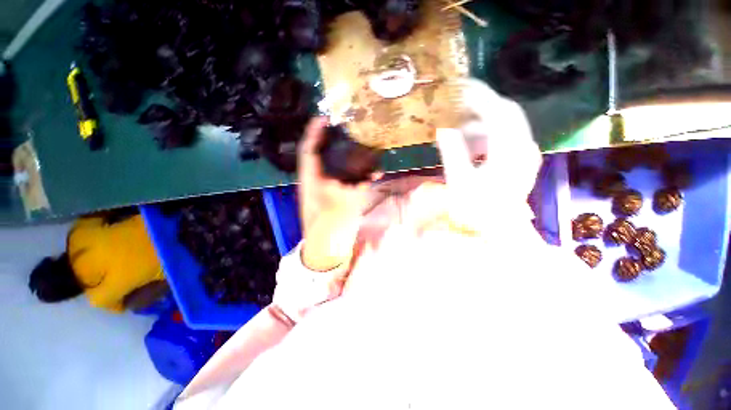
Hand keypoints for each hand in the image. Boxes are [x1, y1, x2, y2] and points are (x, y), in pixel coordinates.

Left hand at [297, 117, 376, 270]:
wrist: (326, 248)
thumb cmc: (326, 230)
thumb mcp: (338, 208)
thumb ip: (355, 190)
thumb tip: (373, 175)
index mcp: (312, 180)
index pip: (309, 151)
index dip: (315, 133)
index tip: (324, 117)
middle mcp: (320, 181)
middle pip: (324, 154)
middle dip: (334, 139)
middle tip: (348, 127)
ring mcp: (331, 188)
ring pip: (339, 165)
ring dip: (351, 155)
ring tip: (364, 144)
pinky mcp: (341, 196)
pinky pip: (352, 179)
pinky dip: (363, 174)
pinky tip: (375, 173)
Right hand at [435, 79, 541, 236]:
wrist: (502, 230)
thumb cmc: (479, 209)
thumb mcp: (459, 179)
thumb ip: (452, 151)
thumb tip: (443, 127)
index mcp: (509, 149)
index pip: (497, 110)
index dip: (478, 95)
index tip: (459, 85)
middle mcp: (524, 145)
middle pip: (505, 112)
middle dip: (481, 104)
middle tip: (456, 102)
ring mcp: (525, 153)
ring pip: (505, 125)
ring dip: (482, 121)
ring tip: (458, 126)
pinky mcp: (522, 160)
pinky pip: (505, 137)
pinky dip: (487, 134)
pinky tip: (471, 143)